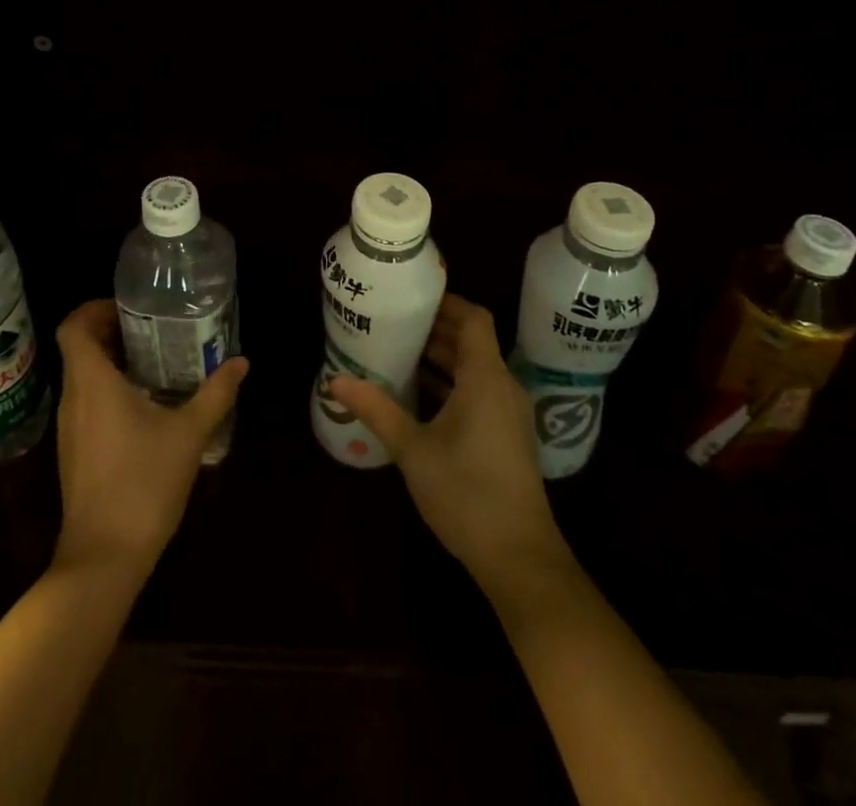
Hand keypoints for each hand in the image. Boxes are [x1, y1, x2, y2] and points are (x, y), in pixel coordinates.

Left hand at [52, 299, 248, 580]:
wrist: (103, 559)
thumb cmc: (143, 484)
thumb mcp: (189, 434)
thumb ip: (216, 393)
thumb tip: (241, 362)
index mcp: (92, 383)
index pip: (73, 327)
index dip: (95, 308)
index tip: (129, 308)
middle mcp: (73, 398)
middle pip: (78, 348)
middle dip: (111, 331)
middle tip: (153, 328)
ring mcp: (69, 428)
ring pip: (82, 376)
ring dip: (111, 361)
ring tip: (155, 361)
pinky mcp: (74, 451)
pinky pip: (86, 402)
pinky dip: (108, 389)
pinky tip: (145, 405)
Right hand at [328, 294, 567, 591]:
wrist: (519, 557)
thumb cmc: (466, 492)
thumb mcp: (413, 449)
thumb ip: (377, 409)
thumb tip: (335, 381)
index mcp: (485, 377)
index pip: (473, 318)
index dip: (446, 302)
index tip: (411, 298)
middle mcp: (502, 386)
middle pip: (472, 341)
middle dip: (434, 330)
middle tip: (393, 323)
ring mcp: (508, 413)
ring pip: (474, 369)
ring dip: (441, 359)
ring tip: (398, 353)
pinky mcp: (506, 436)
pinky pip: (478, 392)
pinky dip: (451, 384)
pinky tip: (417, 397)